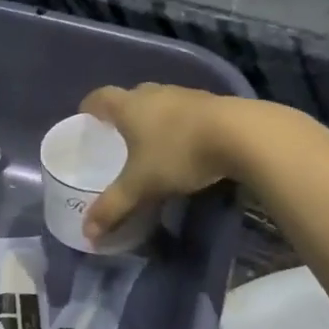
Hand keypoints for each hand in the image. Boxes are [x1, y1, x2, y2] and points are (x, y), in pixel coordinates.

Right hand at [79, 84, 237, 240]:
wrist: (242, 135)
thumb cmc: (178, 153)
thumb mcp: (141, 186)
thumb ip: (113, 208)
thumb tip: (87, 234)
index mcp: (129, 106)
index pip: (100, 97)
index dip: (90, 107)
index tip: (86, 119)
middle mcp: (155, 94)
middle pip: (132, 97)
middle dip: (123, 114)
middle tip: (119, 137)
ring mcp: (186, 95)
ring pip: (161, 103)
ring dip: (154, 118)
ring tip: (153, 143)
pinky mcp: (214, 104)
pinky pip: (187, 112)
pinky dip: (180, 125)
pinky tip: (186, 145)